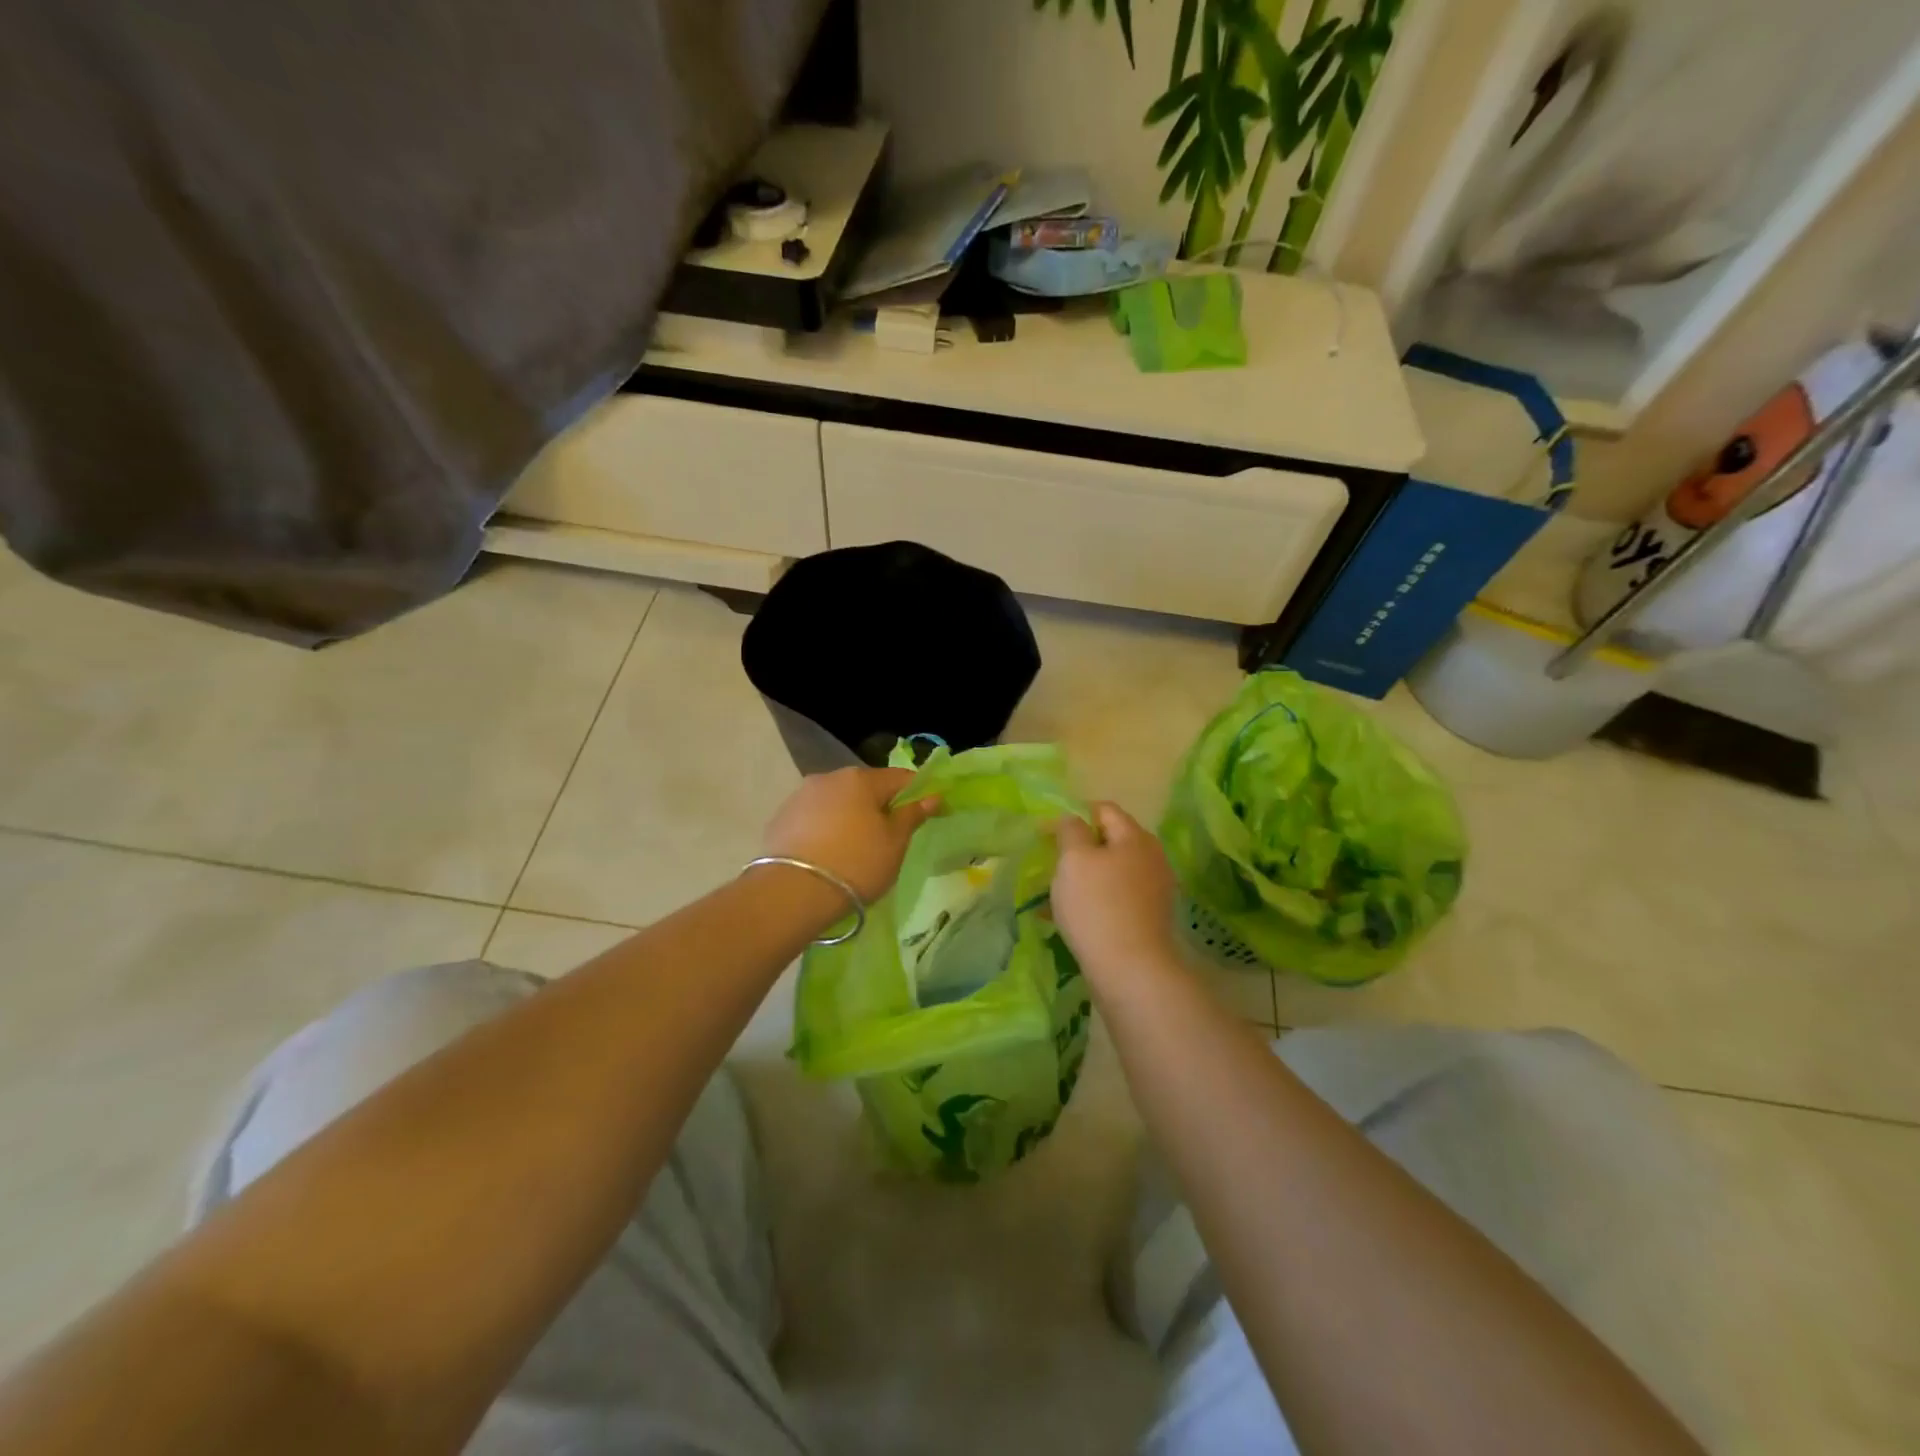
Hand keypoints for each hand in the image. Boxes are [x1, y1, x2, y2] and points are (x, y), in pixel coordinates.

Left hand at [763, 766, 940, 904]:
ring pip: (837, 801)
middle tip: (890, 835)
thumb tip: (932, 796)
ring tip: (855, 847)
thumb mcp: (894, 844)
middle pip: (865, 787)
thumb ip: (912, 815)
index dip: (918, 792)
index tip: (928, 810)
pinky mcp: (780, 817)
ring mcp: (801, 796)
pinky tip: (828, 853)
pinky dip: (826, 828)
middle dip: (880, 805)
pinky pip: (814, 817)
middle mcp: (829, 777)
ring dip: (850, 816)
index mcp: (861, 778)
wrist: (792, 893)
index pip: (900, 777)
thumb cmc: (856, 864)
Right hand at [1052, 803, 1180, 979]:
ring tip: (1055, 894)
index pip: (1104, 809)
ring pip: (1111, 872)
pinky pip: (1116, 899)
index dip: (1073, 815)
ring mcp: (1154, 890)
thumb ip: (1070, 831)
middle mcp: (1151, 858)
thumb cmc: (1097, 906)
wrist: (1131, 971)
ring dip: (1084, 878)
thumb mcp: (1074, 859)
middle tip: (1051, 864)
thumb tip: (1072, 820)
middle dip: (1079, 849)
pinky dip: (1094, 901)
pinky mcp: (1149, 919)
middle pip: (1110, 841)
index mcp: (1136, 837)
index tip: (1046, 834)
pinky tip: (1070, 918)